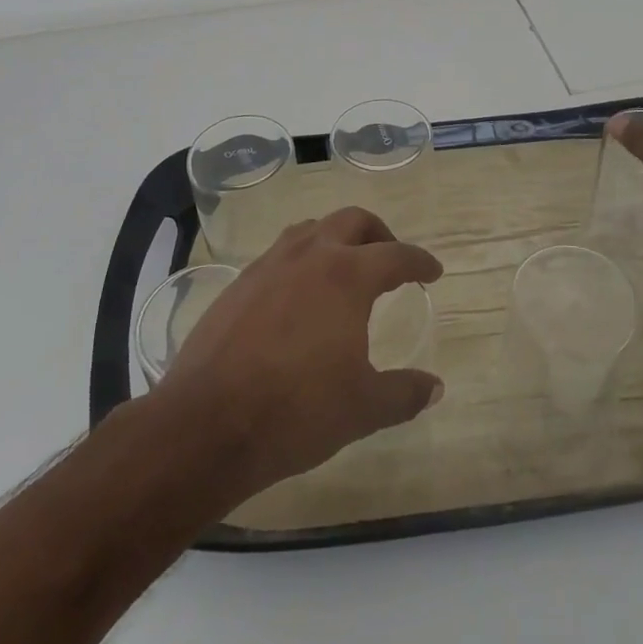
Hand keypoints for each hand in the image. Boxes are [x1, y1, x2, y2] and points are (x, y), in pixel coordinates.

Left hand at [153, 208, 443, 496]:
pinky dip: (302, 258)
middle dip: (378, 234)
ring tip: (344, 267)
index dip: (419, 262)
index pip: (395, 256)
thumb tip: (434, 386)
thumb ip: (404, 393)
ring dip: (336, 238)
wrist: (208, 423)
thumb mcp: (362, 408)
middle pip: (353, 220)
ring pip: (312, 229)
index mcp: (347, 276)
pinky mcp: (240, 282)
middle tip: (389, 259)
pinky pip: (280, 252)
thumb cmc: (296, 411)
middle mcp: (311, 255)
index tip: (432, 271)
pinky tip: (299, 293)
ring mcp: (270, 264)